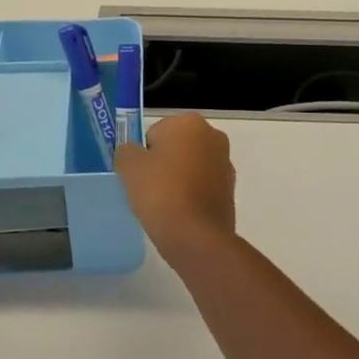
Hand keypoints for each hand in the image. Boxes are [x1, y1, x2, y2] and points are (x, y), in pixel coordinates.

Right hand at [114, 113, 235, 249]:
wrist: (195, 235)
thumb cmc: (160, 191)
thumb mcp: (129, 166)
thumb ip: (127, 150)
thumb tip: (134, 152)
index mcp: (190, 122)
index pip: (155, 132)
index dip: (144, 153)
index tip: (140, 174)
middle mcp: (214, 136)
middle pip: (176, 147)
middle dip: (164, 162)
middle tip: (149, 187)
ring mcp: (225, 164)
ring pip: (190, 166)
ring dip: (179, 178)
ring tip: (164, 203)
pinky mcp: (231, 190)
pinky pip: (202, 186)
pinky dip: (191, 194)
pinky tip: (180, 212)